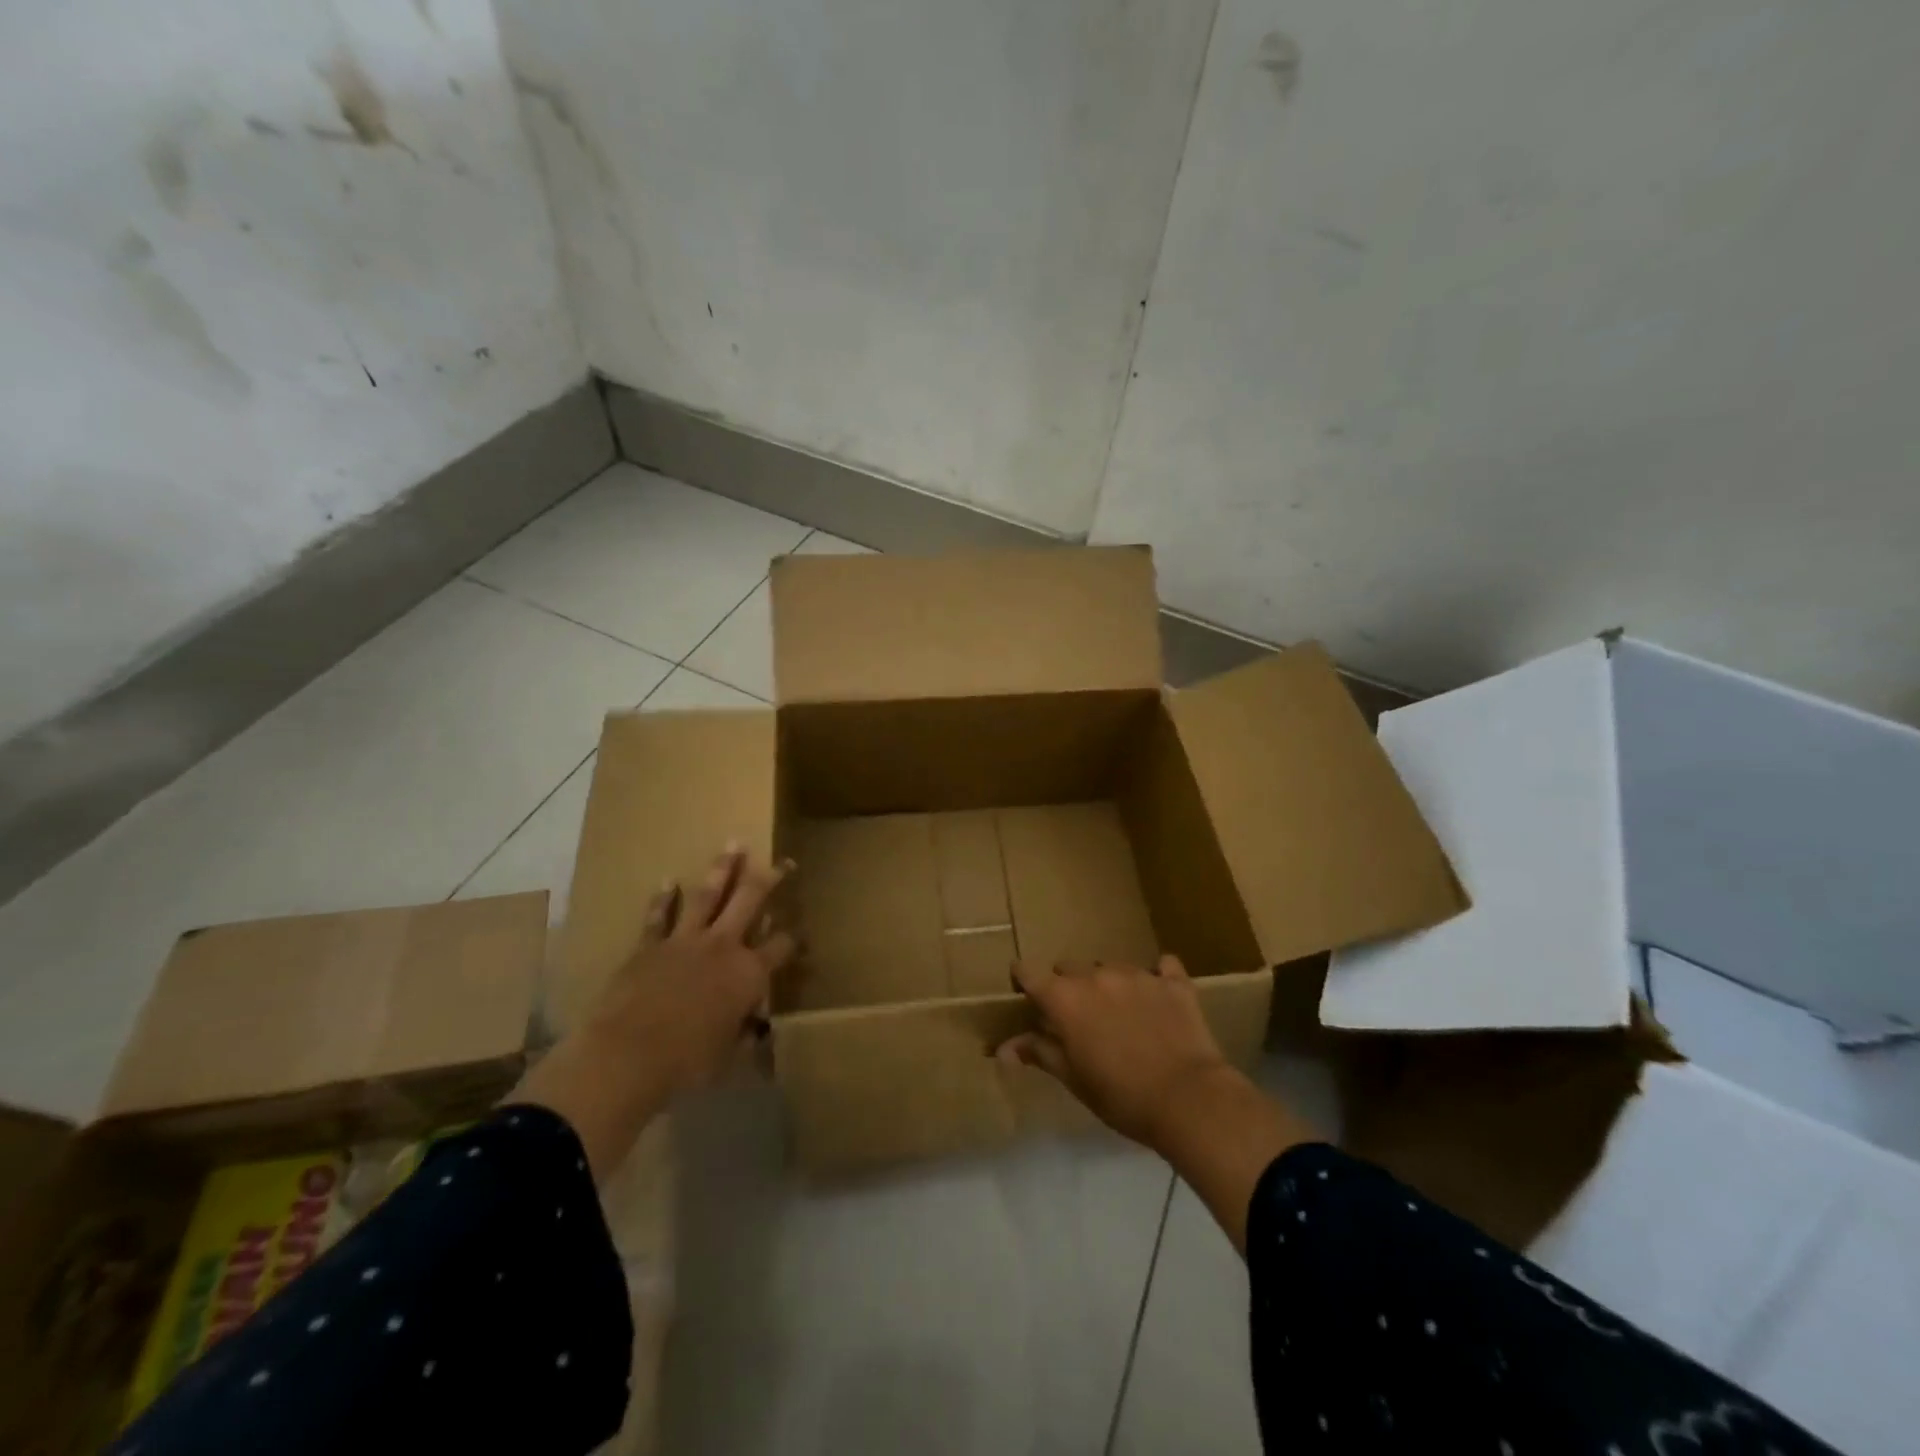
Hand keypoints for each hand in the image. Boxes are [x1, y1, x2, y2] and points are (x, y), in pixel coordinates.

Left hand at [511, 847, 795, 1180]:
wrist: (629, 1055)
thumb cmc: (688, 1062)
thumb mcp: (728, 1057)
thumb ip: (744, 1038)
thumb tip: (756, 1034)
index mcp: (749, 974)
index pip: (781, 946)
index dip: (794, 938)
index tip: (801, 932)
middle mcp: (723, 946)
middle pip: (750, 902)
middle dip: (768, 879)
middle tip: (782, 862)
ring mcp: (685, 940)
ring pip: (709, 896)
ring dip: (722, 869)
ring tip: (733, 845)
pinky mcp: (650, 945)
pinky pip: (659, 916)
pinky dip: (663, 899)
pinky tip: (668, 881)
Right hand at [998, 955, 1231, 1151]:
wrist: (1189, 1099)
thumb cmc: (1121, 1096)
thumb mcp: (1074, 1079)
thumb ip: (1039, 1053)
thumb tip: (1002, 1049)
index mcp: (1065, 998)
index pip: (1028, 971)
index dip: (1024, 981)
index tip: (1026, 995)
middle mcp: (1096, 975)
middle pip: (1068, 967)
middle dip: (1067, 986)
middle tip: (1078, 1019)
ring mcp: (1137, 973)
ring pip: (1110, 967)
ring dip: (1107, 984)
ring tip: (1120, 1015)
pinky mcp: (1173, 981)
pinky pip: (1161, 966)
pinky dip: (1156, 978)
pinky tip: (1159, 997)